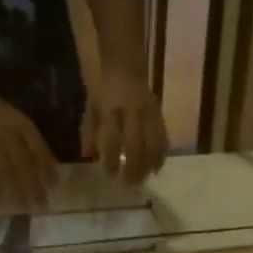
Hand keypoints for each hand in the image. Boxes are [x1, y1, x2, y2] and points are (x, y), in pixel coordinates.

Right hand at [0, 87, 59, 210]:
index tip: (55, 186)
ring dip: (17, 192)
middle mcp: (9, 135)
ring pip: (7, 172)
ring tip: (26, 208)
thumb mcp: (17, 118)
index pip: (40, 149)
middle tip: (43, 206)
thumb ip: (30, 139)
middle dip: (35, 187)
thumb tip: (47, 166)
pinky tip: (0, 201)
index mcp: (22, 125)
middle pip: (25, 165)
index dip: (48, 168)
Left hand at [81, 66, 168, 184]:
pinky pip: (163, 138)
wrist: (127, 68)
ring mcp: (148, 114)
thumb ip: (89, 132)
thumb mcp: (91, 108)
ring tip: (145, 179)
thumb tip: (88, 156)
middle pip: (135, 146)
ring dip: (149, 164)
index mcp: (111, 111)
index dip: (111, 160)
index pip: (111, 141)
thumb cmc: (105, 91)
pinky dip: (161, 155)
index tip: (109, 176)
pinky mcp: (160, 115)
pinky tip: (157, 167)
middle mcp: (132, 114)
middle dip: (133, 168)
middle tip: (129, 184)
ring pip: (153, 144)